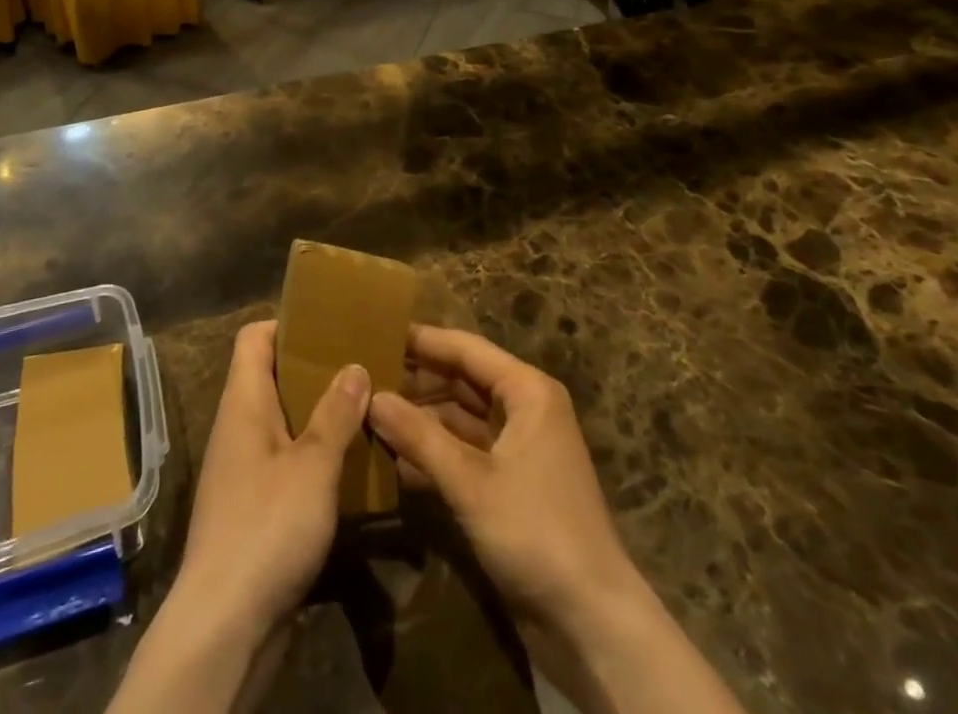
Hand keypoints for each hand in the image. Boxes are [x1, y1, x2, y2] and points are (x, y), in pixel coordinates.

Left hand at [174, 319, 371, 634]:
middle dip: (316, 370)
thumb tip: (354, 365)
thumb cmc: (266, 528)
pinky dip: (315, 456)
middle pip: (273, 377)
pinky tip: (352, 466)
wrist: (224, 627)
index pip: (254, 338)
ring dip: (321, 416)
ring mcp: (244, 469)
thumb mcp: (312, 465)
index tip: (331, 327)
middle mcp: (239, 427)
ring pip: (284, 422)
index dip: (288, 325)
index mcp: (243, 403)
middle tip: (363, 367)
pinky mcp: (255, 508)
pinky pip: (286, 462)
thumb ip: (335, 414)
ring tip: (367, 411)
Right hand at [369, 325, 641, 636]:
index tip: (376, 332)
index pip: (466, 348)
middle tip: (365, 375)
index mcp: (527, 392)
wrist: (592, 623)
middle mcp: (525, 409)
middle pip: (463, 379)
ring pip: (461, 416)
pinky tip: (395, 455)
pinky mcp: (511, 482)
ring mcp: (519, 447)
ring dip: (422, 416)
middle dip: (417, 379)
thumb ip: (419, 436)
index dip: (422, 340)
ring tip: (371, 410)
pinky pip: (466, 450)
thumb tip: (370, 397)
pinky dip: (435, 450)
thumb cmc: (535, 532)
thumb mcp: (470, 482)